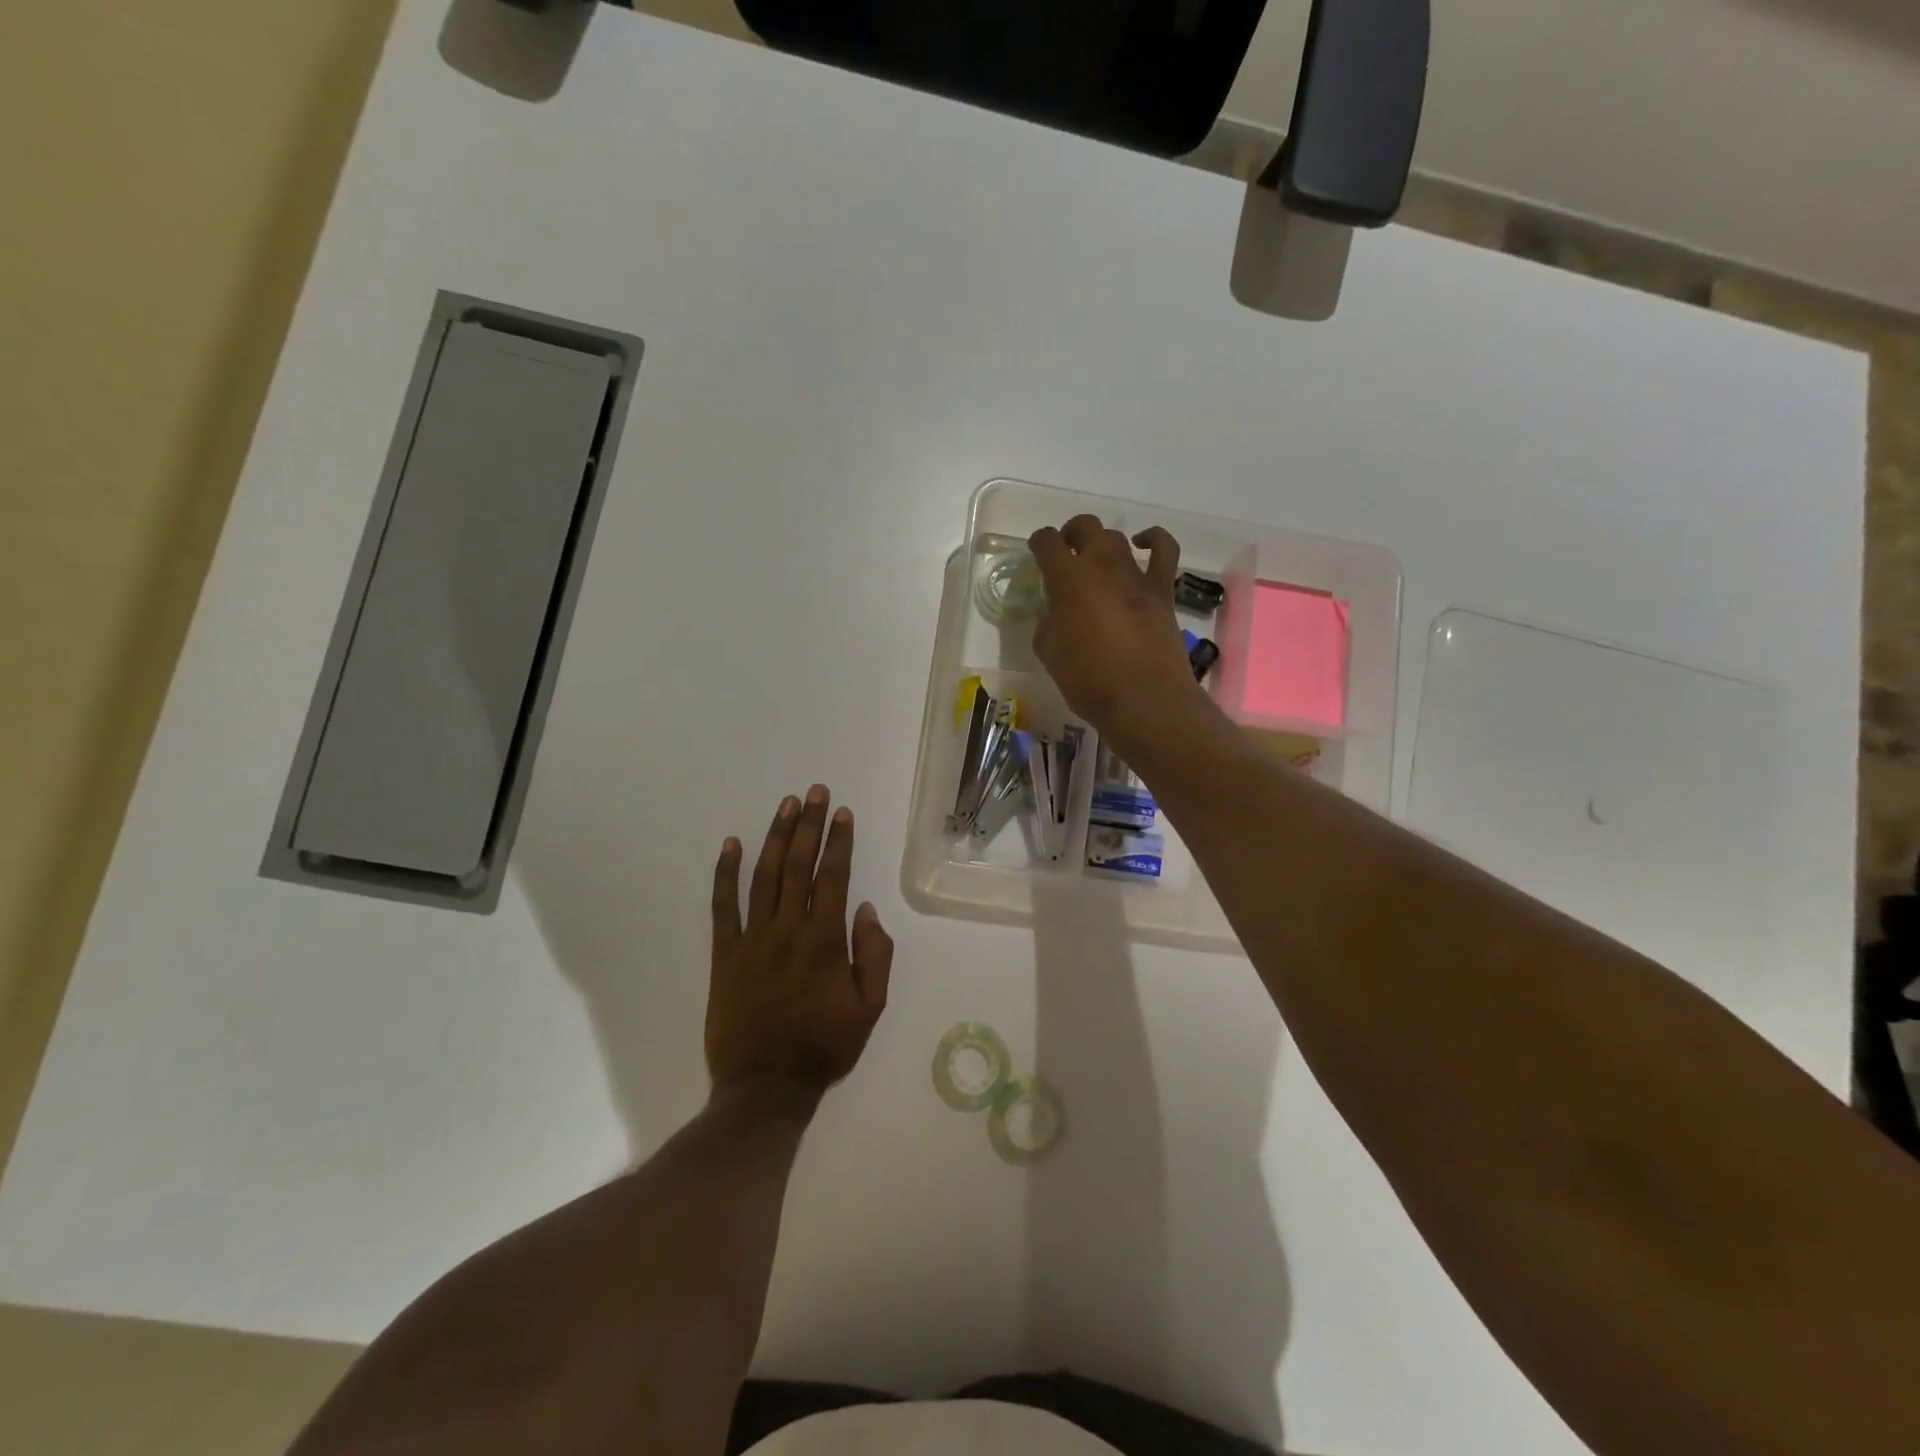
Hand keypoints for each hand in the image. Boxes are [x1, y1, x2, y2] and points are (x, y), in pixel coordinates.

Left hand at [707, 786, 893, 1099]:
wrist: (765, 1087)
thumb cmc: (824, 1047)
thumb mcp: (869, 1008)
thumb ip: (874, 956)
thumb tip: (866, 910)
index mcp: (825, 940)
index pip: (833, 876)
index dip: (839, 841)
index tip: (842, 813)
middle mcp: (788, 929)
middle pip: (798, 865)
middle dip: (809, 825)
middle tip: (815, 792)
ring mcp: (752, 939)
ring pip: (764, 875)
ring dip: (776, 837)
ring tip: (786, 806)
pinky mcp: (724, 954)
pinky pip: (722, 906)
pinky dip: (725, 873)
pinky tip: (731, 844)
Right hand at [1028, 515, 1208, 753]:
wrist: (1144, 700)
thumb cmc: (1088, 681)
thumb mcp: (1050, 654)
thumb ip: (1047, 624)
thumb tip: (1054, 613)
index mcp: (1067, 579)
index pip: (1046, 543)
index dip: (1038, 544)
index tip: (1036, 553)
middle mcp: (1101, 565)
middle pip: (1084, 527)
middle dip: (1070, 534)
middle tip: (1065, 553)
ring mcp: (1135, 574)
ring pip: (1116, 537)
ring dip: (1102, 543)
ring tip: (1096, 560)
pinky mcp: (1162, 589)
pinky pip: (1163, 550)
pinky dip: (1153, 539)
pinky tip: (1143, 544)